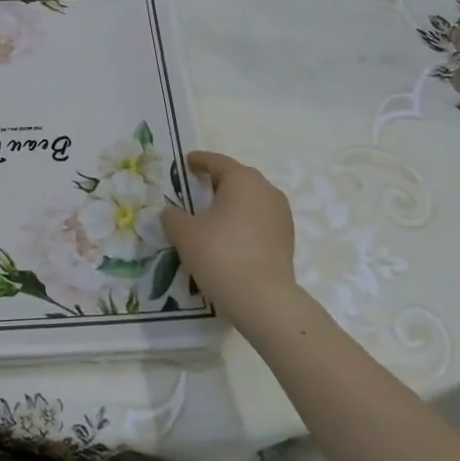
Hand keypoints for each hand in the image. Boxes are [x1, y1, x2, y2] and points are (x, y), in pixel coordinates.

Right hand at [161, 152, 308, 342]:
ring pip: (252, 200)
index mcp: (242, 180)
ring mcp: (281, 215)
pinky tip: (230, 237)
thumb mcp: (184, 233)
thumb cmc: (220, 255)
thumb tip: (172, 213)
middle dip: (218, 181)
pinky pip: (260, 220)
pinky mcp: (287, 239)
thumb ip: (173, 216)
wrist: (263, 299)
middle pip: (238, 178)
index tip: (187, 162)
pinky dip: (244, 222)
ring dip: (233, 203)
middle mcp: (266, 191)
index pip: (217, 162)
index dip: (200, 161)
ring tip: (213, 216)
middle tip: (197, 189)